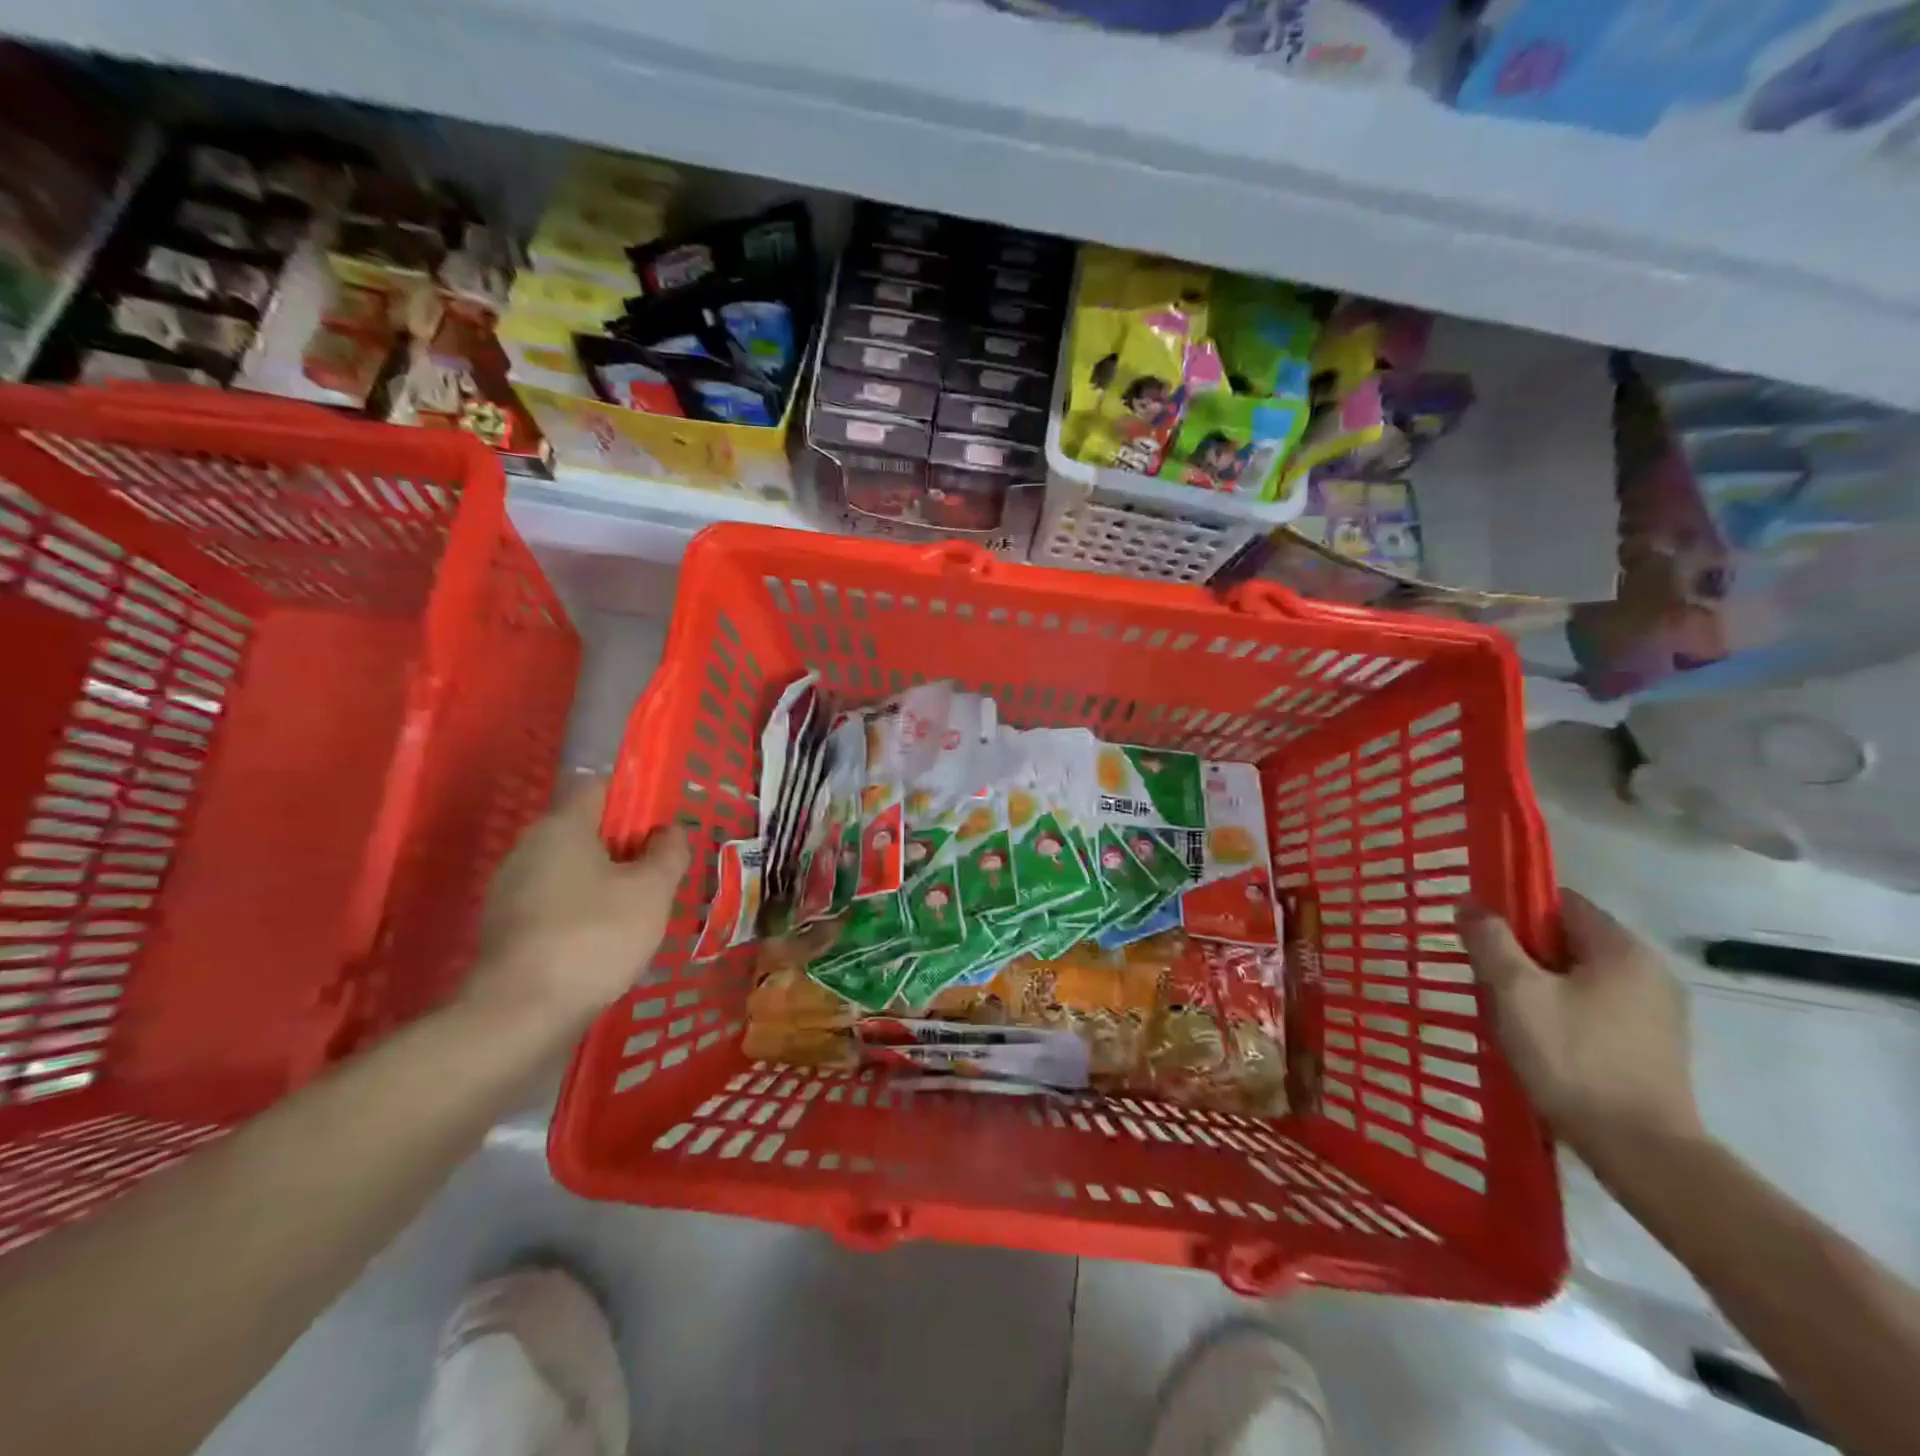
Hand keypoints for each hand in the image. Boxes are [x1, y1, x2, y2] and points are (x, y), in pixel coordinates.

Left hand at [465, 777, 689, 1033]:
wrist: (521, 1015)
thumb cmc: (595, 937)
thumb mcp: (652, 891)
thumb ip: (668, 853)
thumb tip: (669, 831)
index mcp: (562, 826)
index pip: (601, 788)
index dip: (637, 799)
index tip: (665, 827)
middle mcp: (529, 848)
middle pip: (587, 830)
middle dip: (626, 846)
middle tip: (661, 872)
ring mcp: (511, 890)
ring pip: (572, 869)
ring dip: (606, 881)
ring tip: (640, 910)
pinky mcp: (506, 928)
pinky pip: (556, 902)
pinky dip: (583, 911)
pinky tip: (606, 940)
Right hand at [1462, 889, 1703, 1167]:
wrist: (1641, 1150)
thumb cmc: (1573, 1057)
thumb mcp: (1515, 991)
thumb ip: (1490, 940)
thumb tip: (1470, 905)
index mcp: (1621, 949)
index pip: (1560, 901)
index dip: (1514, 908)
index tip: (1481, 933)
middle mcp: (1648, 971)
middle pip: (1569, 939)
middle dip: (1522, 951)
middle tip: (1485, 976)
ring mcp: (1657, 1012)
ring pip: (1579, 975)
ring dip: (1539, 983)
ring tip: (1505, 1010)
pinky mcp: (1653, 1046)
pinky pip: (1595, 1006)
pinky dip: (1562, 1009)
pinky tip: (1537, 1037)